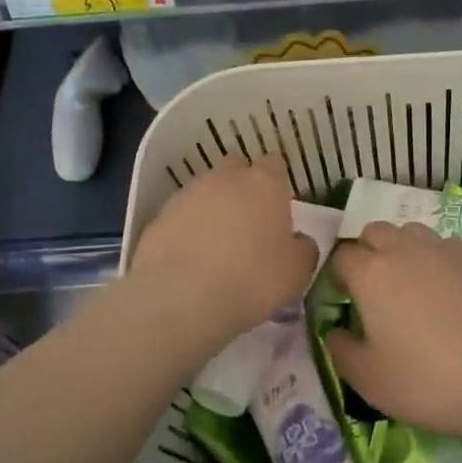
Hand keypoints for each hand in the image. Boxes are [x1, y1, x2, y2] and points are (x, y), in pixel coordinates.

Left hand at [127, 156, 317, 346]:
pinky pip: (181, 217)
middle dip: (243, 188)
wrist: (180, 298)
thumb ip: (303, 249)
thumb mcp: (297, 272)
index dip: (278, 184)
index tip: (280, 209)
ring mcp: (187, 195)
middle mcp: (224, 179)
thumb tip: (298, 241)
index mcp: (264, 183)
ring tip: (217, 247)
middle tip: (249, 224)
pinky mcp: (158, 218)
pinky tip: (191, 261)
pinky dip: (187, 231)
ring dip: (213, 210)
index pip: (275, 164)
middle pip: (237, 169)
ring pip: (206, 191)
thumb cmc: (252, 279)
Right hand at [325, 222, 461, 439]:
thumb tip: (335, 332)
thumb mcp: (369, 380)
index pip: (342, 257)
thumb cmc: (427, 381)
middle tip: (374, 289)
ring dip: (402, 248)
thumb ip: (341, 351)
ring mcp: (445, 250)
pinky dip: (437, 258)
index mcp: (371, 273)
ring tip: (411, 284)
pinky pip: (446, 245)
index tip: (345, 300)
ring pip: (412, 231)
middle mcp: (405, 249)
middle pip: (375, 231)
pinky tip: (448, 289)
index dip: (338, 276)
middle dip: (368, 251)